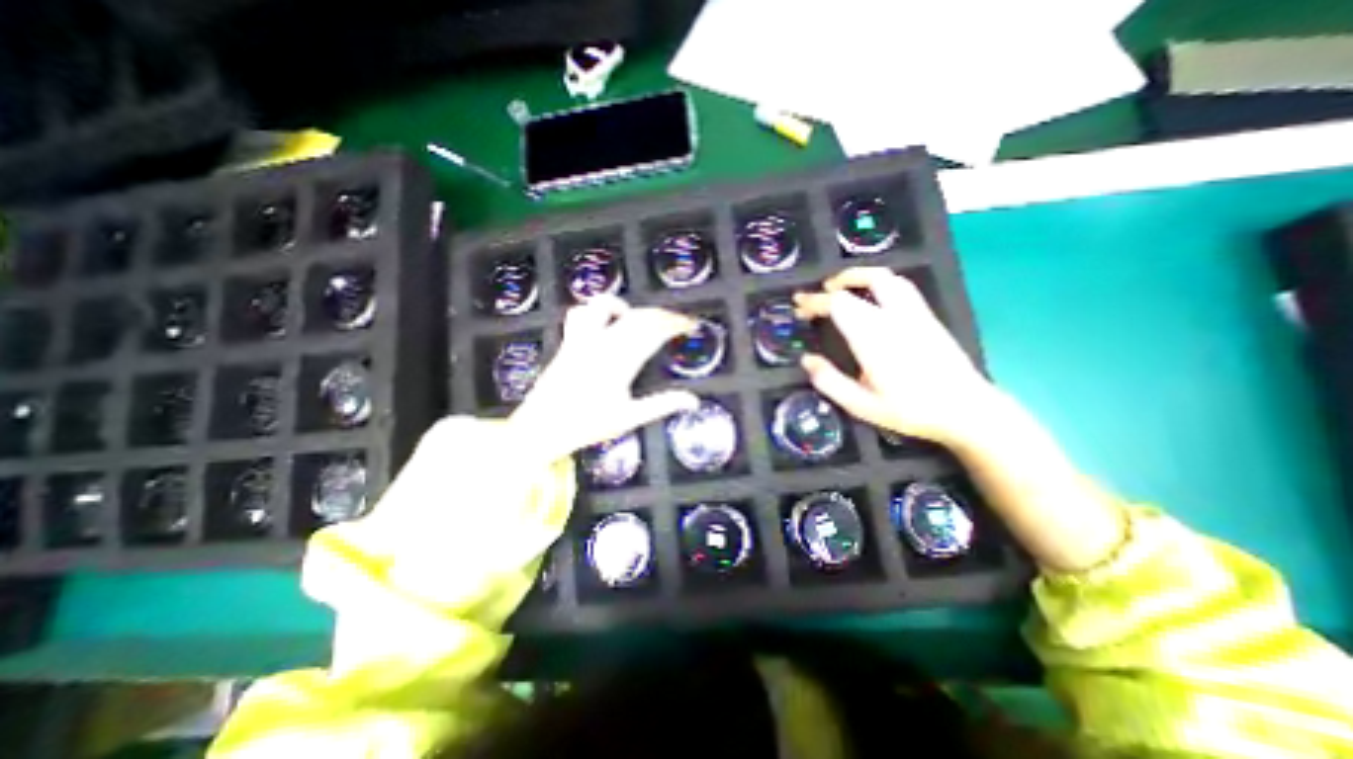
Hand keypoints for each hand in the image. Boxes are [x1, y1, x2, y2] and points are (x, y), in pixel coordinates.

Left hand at [508, 296, 696, 462]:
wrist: (541, 428)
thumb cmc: (586, 425)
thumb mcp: (629, 418)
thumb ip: (661, 405)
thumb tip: (692, 400)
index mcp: (620, 362)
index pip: (654, 332)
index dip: (675, 324)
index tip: (690, 324)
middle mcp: (601, 344)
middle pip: (637, 316)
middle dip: (662, 315)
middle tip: (677, 322)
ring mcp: (581, 340)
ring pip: (606, 306)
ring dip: (629, 308)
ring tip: (643, 318)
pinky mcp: (568, 341)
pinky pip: (580, 313)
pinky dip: (596, 310)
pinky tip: (606, 320)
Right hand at [796, 266, 989, 445]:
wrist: (967, 410)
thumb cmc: (910, 410)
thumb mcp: (861, 405)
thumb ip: (829, 381)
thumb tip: (806, 360)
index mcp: (874, 336)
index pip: (838, 304)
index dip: (814, 301)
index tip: (799, 306)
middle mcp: (895, 316)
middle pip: (864, 281)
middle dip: (835, 284)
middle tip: (818, 294)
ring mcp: (915, 313)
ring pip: (887, 278)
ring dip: (860, 276)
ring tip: (842, 288)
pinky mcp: (928, 317)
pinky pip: (900, 287)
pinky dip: (878, 283)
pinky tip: (872, 299)